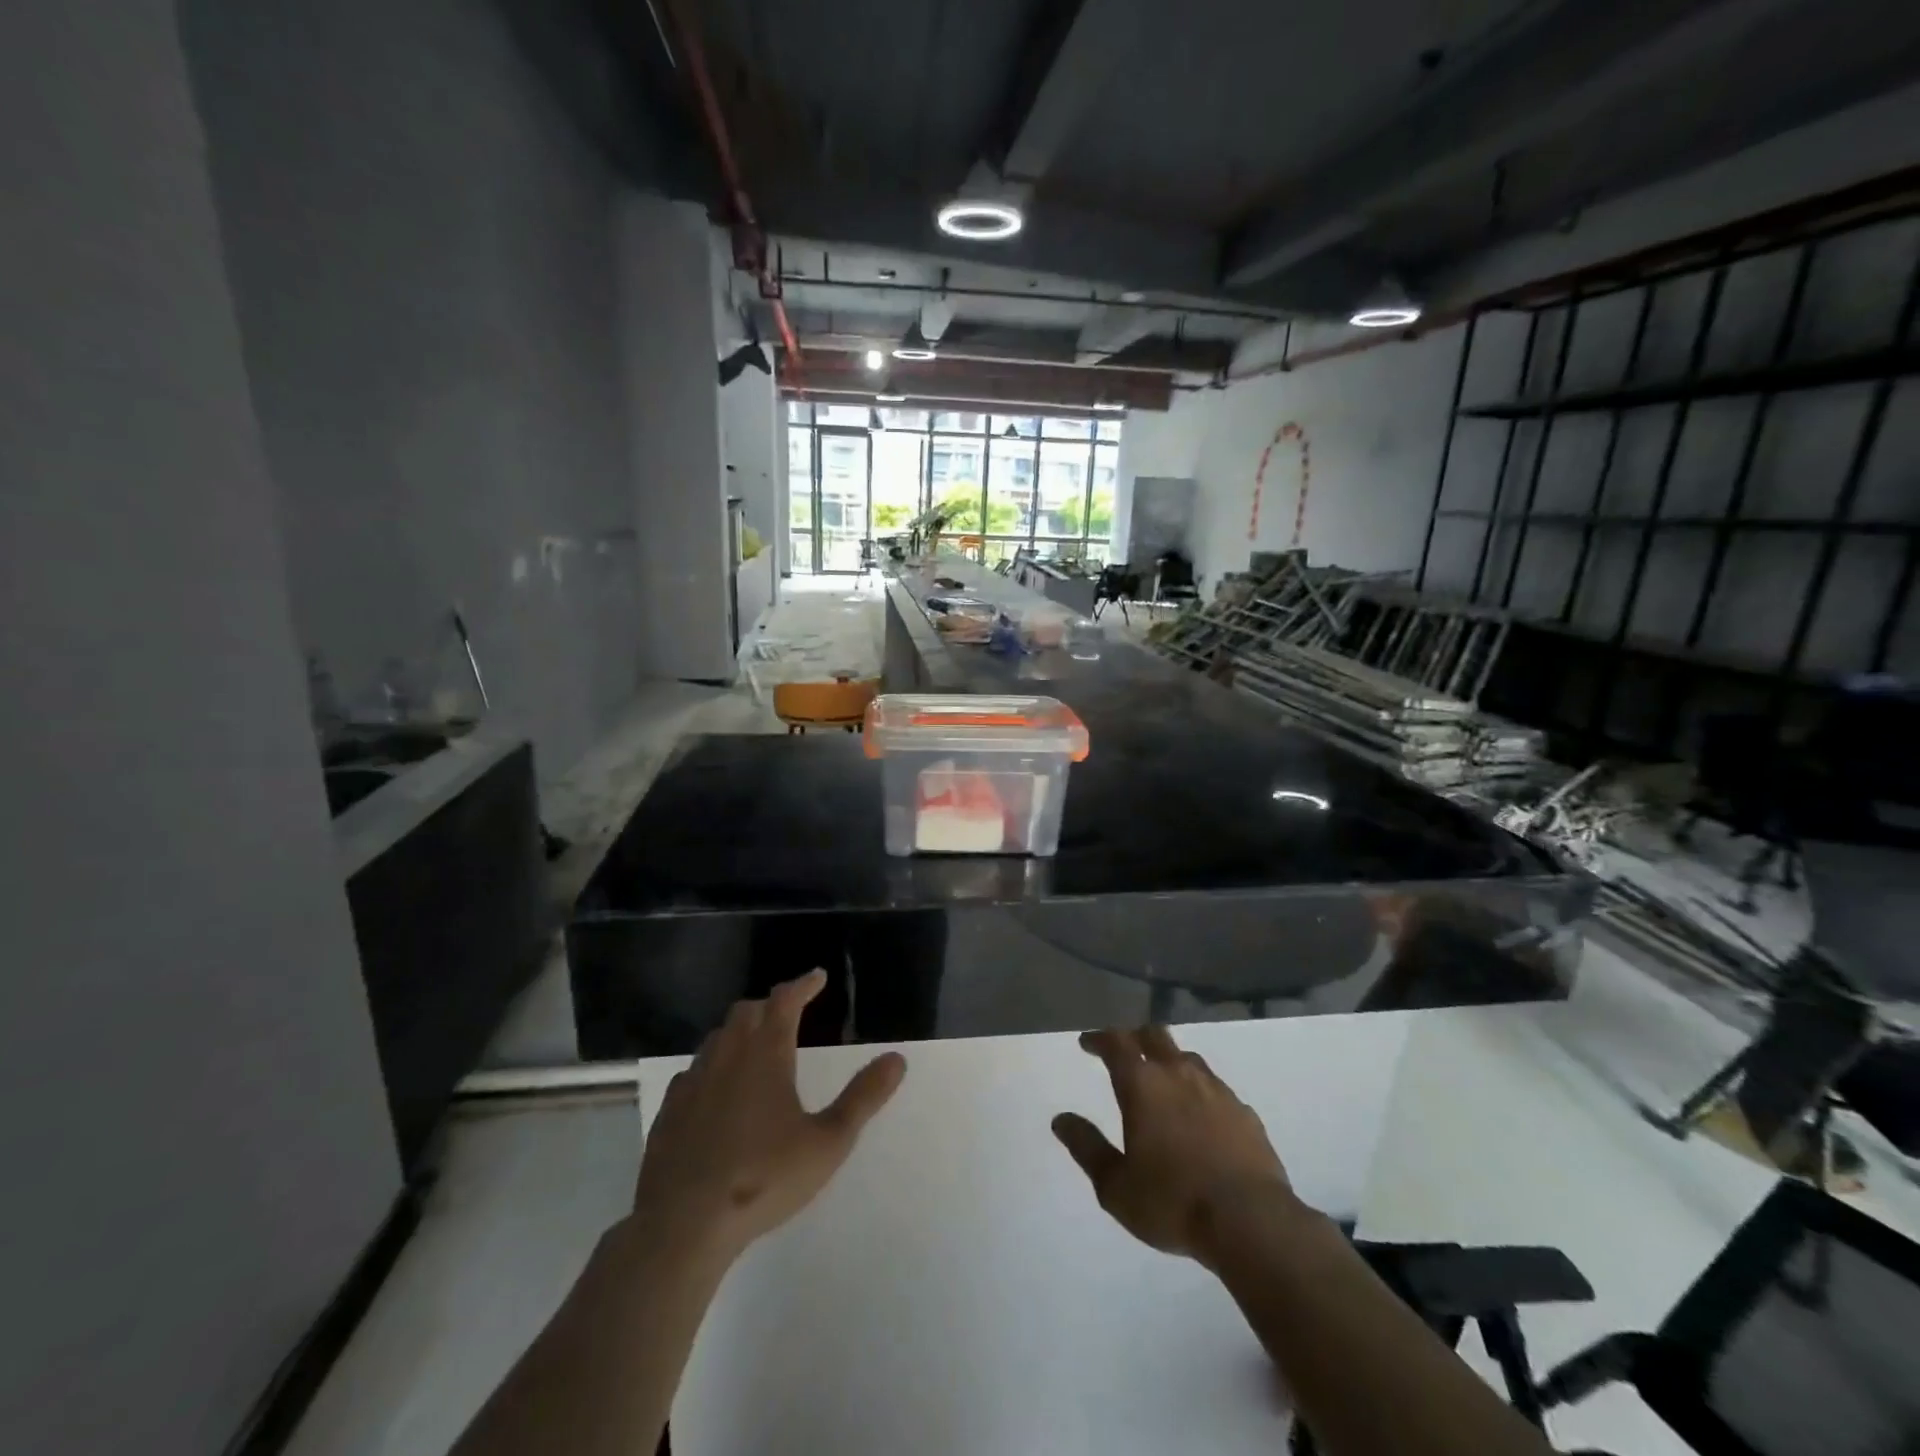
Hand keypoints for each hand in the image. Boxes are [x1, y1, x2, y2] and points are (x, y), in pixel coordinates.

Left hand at [631, 970, 906, 1264]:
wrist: (682, 1224)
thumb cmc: (763, 1178)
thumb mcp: (828, 1142)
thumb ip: (863, 1098)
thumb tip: (897, 1058)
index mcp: (766, 1055)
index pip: (785, 1000)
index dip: (803, 984)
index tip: (818, 977)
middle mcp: (727, 1056)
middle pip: (747, 1012)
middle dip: (770, 1005)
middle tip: (789, 1011)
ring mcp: (693, 1082)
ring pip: (717, 1038)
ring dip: (739, 1032)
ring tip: (756, 1046)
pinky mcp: (669, 1111)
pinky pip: (693, 1071)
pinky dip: (712, 1066)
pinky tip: (716, 1089)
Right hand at [1052, 1027, 1295, 1268]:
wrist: (1252, 1222)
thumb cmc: (1172, 1202)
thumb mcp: (1115, 1185)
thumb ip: (1087, 1148)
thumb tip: (1061, 1120)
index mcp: (1142, 1084)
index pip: (1116, 1042)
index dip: (1099, 1038)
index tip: (1087, 1043)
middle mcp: (1178, 1074)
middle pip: (1154, 1035)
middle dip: (1134, 1036)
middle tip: (1123, 1050)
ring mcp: (1217, 1090)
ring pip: (1187, 1058)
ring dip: (1169, 1061)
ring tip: (1162, 1081)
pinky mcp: (1245, 1112)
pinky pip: (1216, 1089)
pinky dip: (1200, 1092)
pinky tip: (1201, 1115)